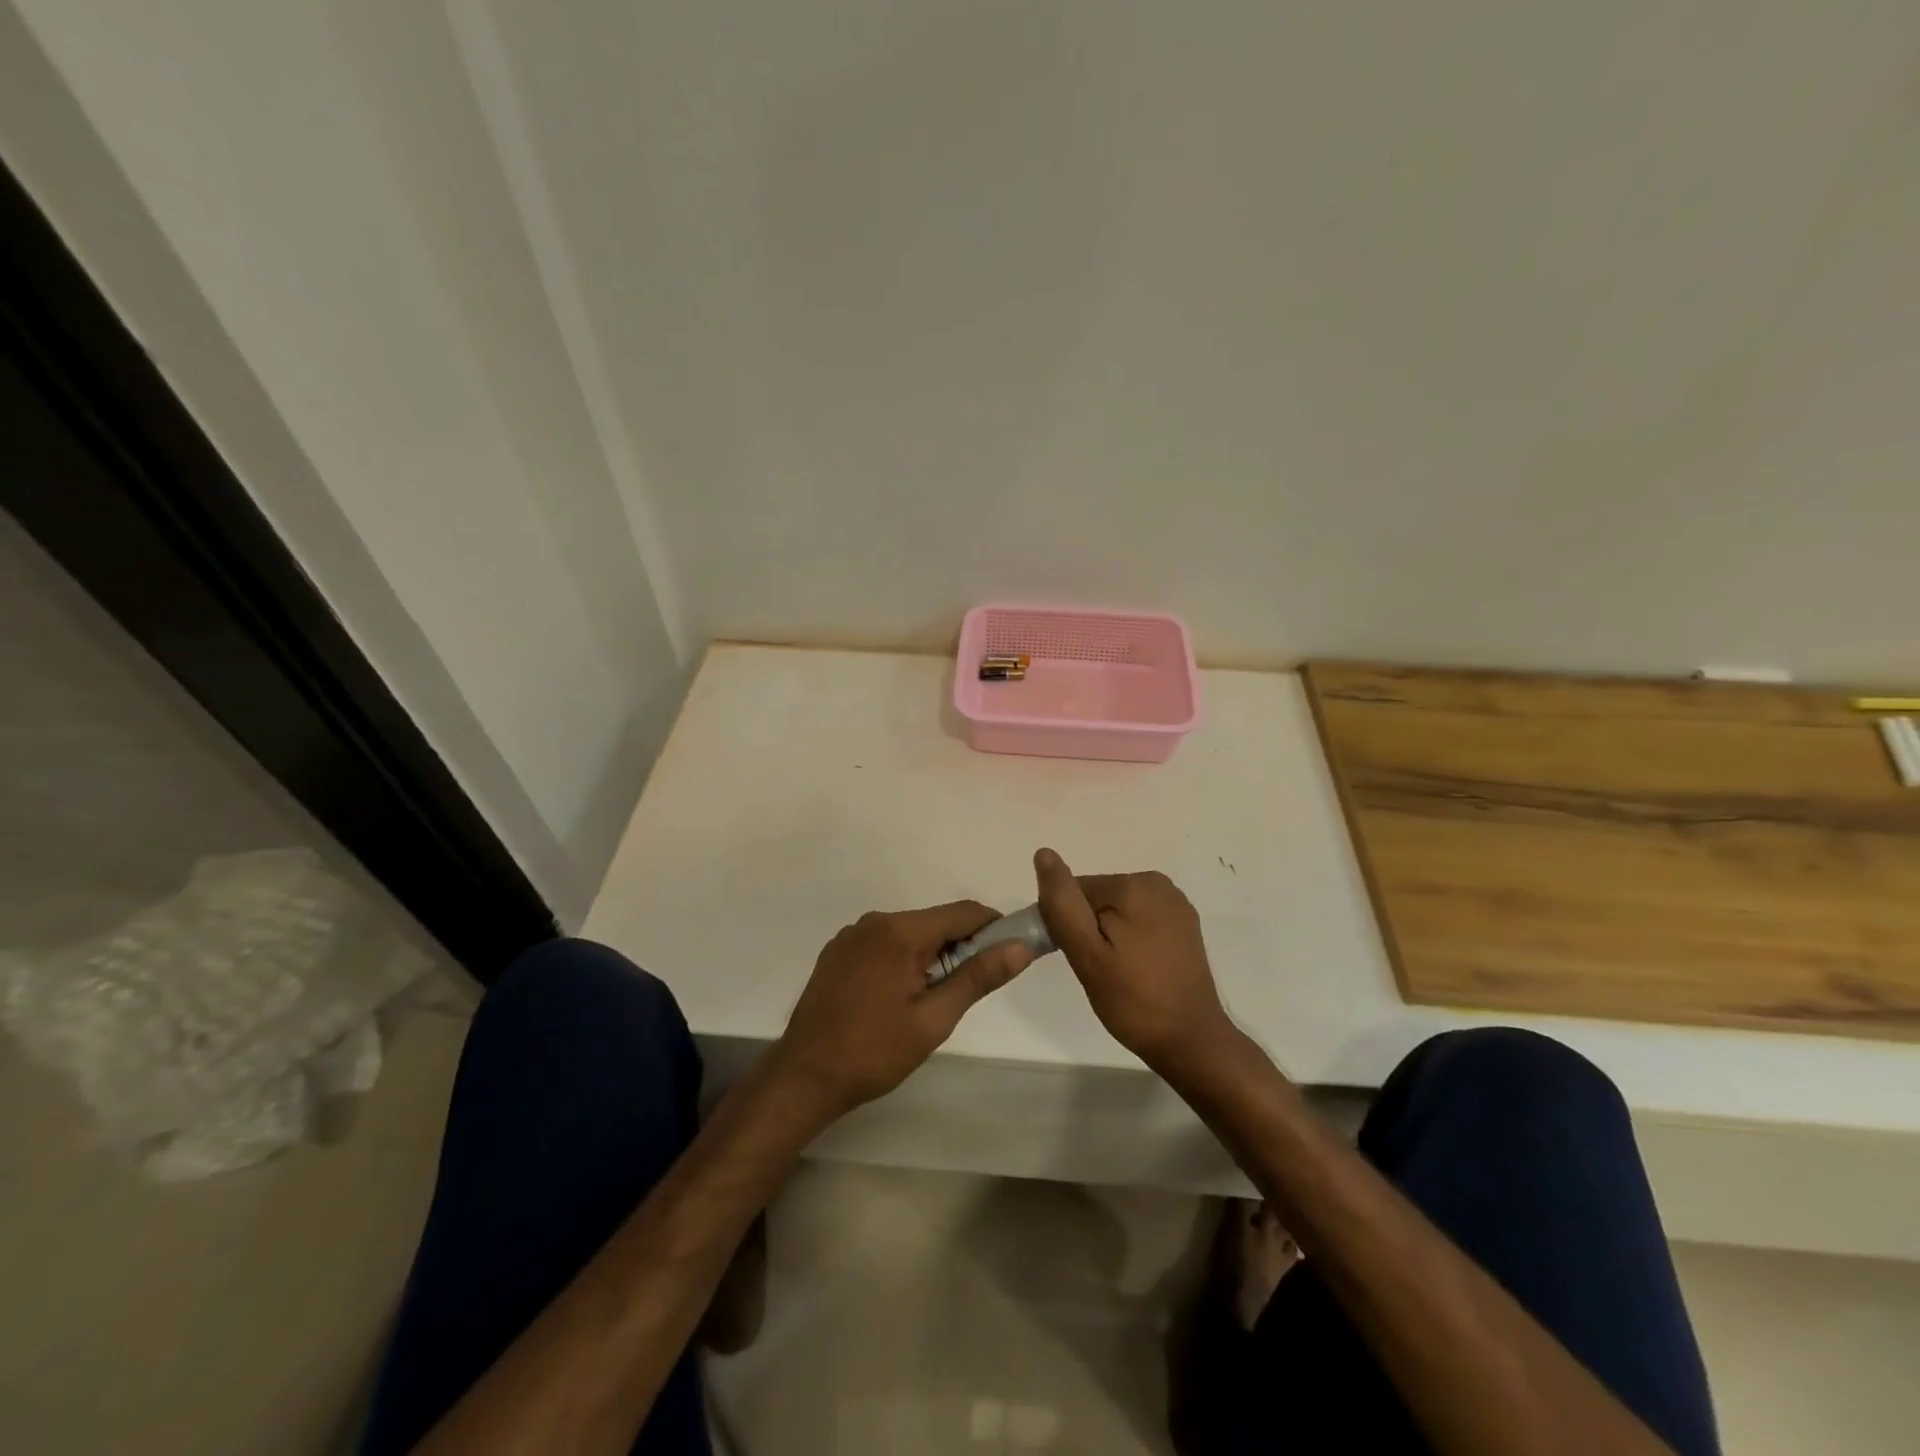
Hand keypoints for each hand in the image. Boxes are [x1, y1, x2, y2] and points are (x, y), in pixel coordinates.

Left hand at [772, 901, 1036, 1117]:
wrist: (804, 1077)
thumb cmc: (874, 1052)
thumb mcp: (934, 1019)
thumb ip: (978, 978)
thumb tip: (1020, 947)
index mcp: (900, 931)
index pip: (963, 912)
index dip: (993, 928)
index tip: (1009, 952)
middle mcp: (874, 921)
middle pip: (935, 921)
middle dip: (960, 947)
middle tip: (968, 990)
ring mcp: (851, 935)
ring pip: (909, 933)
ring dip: (930, 956)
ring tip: (930, 1001)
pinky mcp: (837, 952)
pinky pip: (883, 944)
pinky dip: (902, 960)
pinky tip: (896, 998)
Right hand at [1032, 849, 1233, 1077]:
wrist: (1191, 1042)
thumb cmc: (1133, 1000)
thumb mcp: (1087, 954)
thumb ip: (1063, 904)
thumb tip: (1044, 854)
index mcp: (1134, 885)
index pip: (1076, 891)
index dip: (1066, 924)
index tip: (1076, 958)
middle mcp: (1158, 884)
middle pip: (1097, 898)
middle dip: (1089, 929)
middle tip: (1098, 971)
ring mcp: (1176, 905)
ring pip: (1117, 911)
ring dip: (1108, 937)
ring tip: (1117, 974)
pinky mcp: (1184, 926)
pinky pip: (1140, 921)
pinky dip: (1130, 941)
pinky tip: (1137, 970)